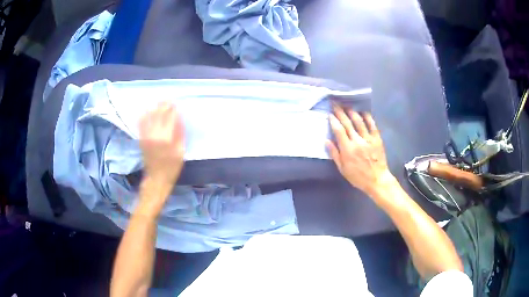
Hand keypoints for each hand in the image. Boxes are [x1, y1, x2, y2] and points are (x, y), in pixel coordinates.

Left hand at [139, 103, 185, 192]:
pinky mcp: (141, 138)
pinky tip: (148, 110)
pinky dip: (144, 115)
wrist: (156, 178)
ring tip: (160, 103)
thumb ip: (180, 133)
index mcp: (166, 138)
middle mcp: (154, 134)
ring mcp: (146, 135)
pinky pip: (141, 123)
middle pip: (159, 114)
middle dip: (164, 105)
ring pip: (149, 116)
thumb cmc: (172, 167)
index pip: (170, 117)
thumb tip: (179, 118)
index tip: (176, 103)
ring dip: (154, 107)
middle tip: (168, 100)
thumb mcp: (181, 151)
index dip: (173, 109)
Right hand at [326, 105, 392, 195]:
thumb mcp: (342, 169)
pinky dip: (367, 117)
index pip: (339, 130)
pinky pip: (372, 125)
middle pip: (347, 123)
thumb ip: (334, 154)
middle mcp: (357, 141)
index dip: (333, 121)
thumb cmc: (358, 176)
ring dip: (352, 112)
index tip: (329, 113)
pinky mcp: (377, 139)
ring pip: (359, 121)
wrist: (377, 180)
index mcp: (348, 149)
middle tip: (335, 104)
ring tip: (346, 106)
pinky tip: (363, 112)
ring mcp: (368, 139)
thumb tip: (326, 140)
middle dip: (340, 112)